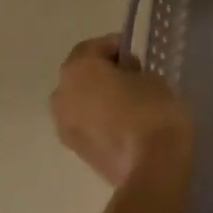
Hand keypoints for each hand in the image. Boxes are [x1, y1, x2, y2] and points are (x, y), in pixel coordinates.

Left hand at [50, 35, 192, 187]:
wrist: (151, 166)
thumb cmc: (151, 110)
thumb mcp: (150, 77)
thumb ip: (130, 71)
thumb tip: (124, 77)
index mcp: (77, 69)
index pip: (93, 47)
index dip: (116, 47)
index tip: (137, 56)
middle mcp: (61, 94)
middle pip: (81, 75)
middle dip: (103, 73)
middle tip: (133, 77)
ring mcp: (64, 126)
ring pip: (81, 102)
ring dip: (99, 99)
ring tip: (130, 103)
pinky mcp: (75, 151)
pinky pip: (86, 124)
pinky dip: (100, 120)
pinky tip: (125, 124)